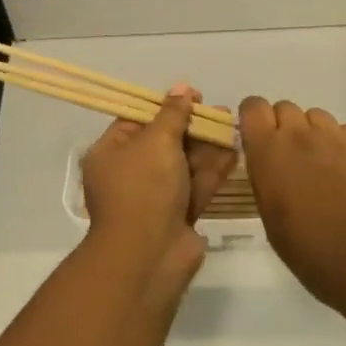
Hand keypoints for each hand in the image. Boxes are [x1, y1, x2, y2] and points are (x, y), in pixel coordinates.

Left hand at [80, 84, 238, 285]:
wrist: (149, 258)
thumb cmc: (144, 188)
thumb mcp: (156, 141)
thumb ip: (173, 113)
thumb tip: (180, 87)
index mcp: (111, 153)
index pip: (137, 120)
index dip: (166, 106)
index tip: (193, 96)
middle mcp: (129, 174)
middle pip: (164, 141)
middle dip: (193, 126)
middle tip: (220, 112)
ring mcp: (154, 198)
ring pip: (183, 164)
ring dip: (207, 146)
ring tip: (232, 126)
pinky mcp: (177, 217)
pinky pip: (195, 186)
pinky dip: (213, 170)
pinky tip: (233, 153)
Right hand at [239, 98, 345, 316]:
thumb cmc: (310, 251)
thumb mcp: (270, 218)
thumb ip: (264, 179)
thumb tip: (267, 164)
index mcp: (269, 151)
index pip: (253, 106)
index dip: (253, 119)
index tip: (256, 139)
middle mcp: (298, 134)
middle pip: (284, 108)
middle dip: (282, 127)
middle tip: (289, 159)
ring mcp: (333, 136)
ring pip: (314, 116)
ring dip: (310, 133)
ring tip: (318, 165)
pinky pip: (342, 130)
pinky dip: (338, 143)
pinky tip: (344, 171)